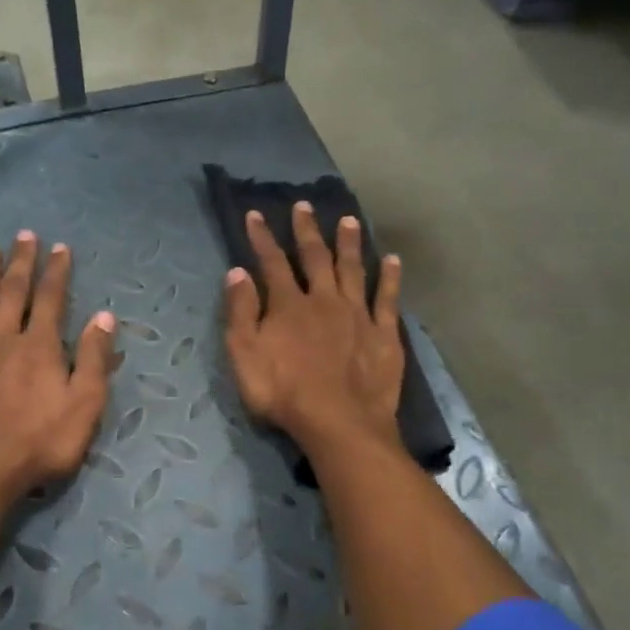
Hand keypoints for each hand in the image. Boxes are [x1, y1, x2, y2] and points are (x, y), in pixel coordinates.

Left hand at [0, 231, 116, 503]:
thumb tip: (104, 316)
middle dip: (21, 262)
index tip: (60, 247)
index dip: (57, 271)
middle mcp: (3, 338)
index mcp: (40, 346)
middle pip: (14, 292)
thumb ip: (95, 359)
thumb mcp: (85, 405)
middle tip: (24, 235)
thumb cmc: (41, 442)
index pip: (52, 299)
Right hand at [223, 202, 403, 452]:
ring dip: (349, 243)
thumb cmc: (284, 394)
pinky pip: (387, 298)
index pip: (272, 263)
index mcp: (288, 305)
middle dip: (307, 230)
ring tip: (349, 220)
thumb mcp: (244, 356)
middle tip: (305, 206)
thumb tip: (237, 272)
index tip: (256, 214)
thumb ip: (240, 312)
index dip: (262, 238)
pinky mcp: (383, 334)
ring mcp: (358, 315)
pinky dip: (389, 278)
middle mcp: (324, 300)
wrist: (339, 423)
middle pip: (315, 258)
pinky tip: (392, 260)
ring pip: (353, 269)